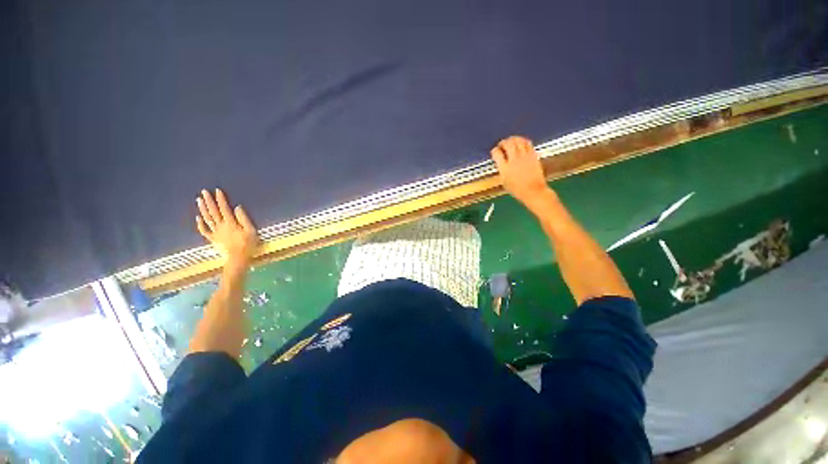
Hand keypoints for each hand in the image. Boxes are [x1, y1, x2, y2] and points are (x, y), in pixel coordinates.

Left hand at [196, 189, 258, 262]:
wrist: (238, 258)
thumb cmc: (248, 244)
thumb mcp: (251, 230)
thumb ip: (243, 218)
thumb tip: (237, 207)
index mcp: (230, 222)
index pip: (224, 208)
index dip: (220, 199)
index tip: (217, 190)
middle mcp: (220, 225)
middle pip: (213, 211)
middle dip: (208, 201)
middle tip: (203, 192)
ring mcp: (215, 232)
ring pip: (206, 218)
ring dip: (202, 209)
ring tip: (199, 200)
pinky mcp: (213, 238)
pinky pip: (204, 230)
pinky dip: (200, 224)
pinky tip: (198, 218)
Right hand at [490, 136, 552, 210]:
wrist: (533, 191)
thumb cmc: (517, 189)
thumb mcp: (504, 181)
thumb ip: (501, 169)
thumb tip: (500, 162)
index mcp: (505, 168)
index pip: (497, 153)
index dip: (494, 150)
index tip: (494, 151)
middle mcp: (514, 160)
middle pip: (508, 144)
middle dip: (503, 142)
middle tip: (502, 144)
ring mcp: (524, 157)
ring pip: (518, 141)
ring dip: (513, 139)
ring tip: (511, 141)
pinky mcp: (533, 155)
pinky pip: (528, 143)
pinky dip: (523, 141)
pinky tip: (521, 143)